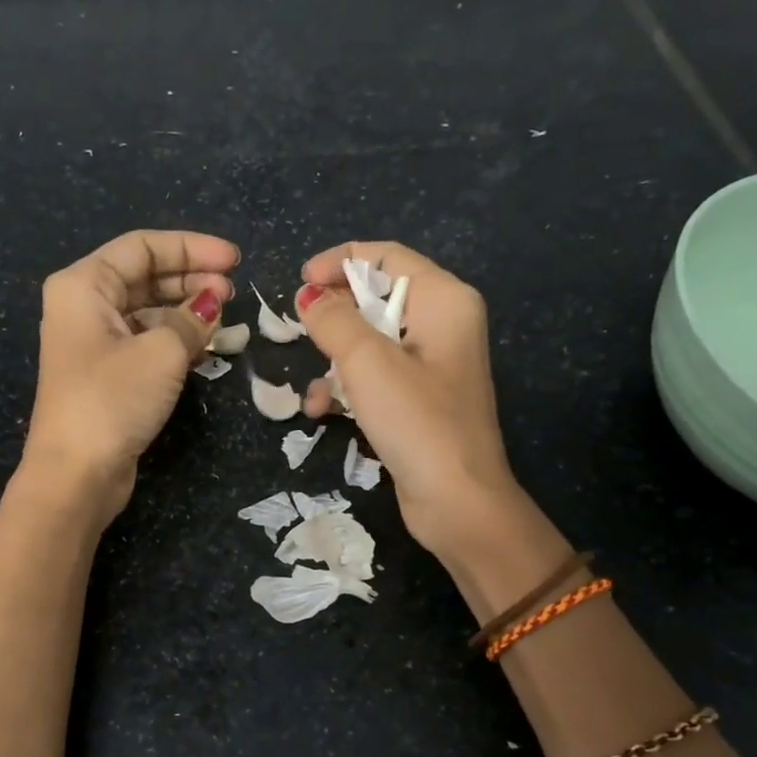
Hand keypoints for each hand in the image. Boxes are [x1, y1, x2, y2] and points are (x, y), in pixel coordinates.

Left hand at [23, 229, 237, 522]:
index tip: (234, 260)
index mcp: (83, 285)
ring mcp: (93, 343)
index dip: (192, 248)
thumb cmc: (112, 400)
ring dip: (186, 313)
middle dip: (191, 279)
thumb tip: (212, 303)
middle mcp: (84, 307)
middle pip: (144, 276)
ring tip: (224, 321)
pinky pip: (145, 342)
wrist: (76, 474)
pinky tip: (205, 349)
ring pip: (147, 311)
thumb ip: (192, 319)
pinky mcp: (106, 375)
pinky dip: (174, 341)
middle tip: (233, 293)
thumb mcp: (161, 352)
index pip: (142, 247)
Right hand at [296, 241, 519, 557]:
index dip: (340, 262)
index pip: (387, 256)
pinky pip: (377, 377)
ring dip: (335, 361)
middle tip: (299, 332)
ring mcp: (433, 365)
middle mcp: (444, 324)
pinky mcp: (420, 400)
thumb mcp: (367, 362)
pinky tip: (322, 412)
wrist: (457, 501)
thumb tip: (307, 296)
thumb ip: (332, 320)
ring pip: (371, 342)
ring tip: (314, 390)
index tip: (299, 280)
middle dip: (334, 317)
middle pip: (377, 298)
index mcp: (444, 300)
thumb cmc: (416, 421)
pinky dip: (349, 388)